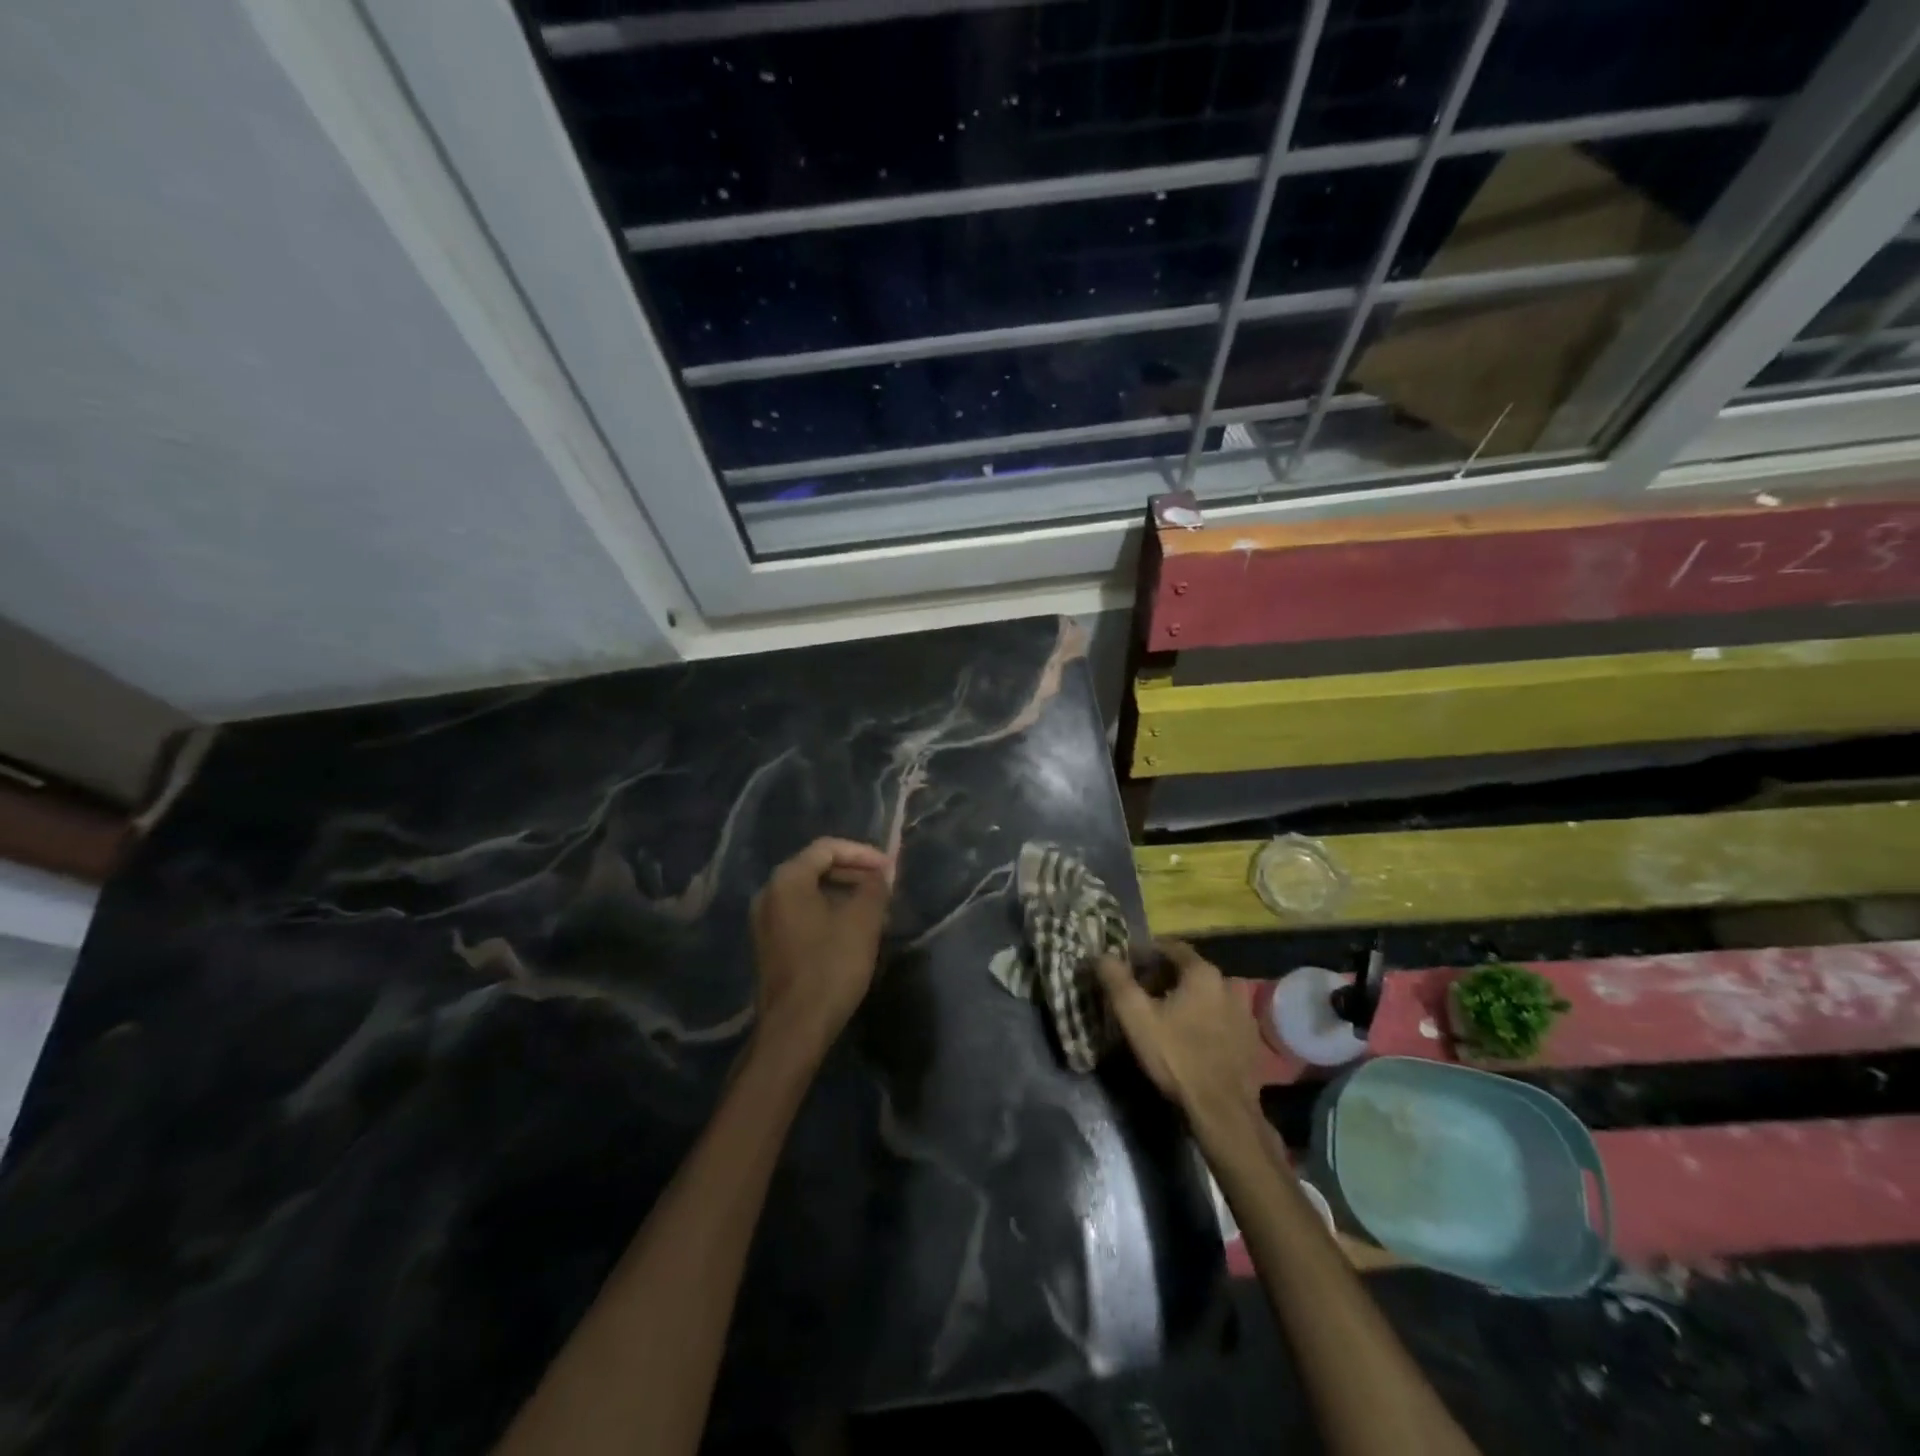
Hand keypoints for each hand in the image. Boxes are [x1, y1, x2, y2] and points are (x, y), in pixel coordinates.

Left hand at [750, 837, 892, 1061]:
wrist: (795, 1028)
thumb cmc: (831, 966)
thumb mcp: (862, 922)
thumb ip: (875, 887)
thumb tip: (882, 872)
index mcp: (787, 880)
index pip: (827, 848)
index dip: (863, 853)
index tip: (890, 869)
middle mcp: (769, 894)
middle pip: (816, 868)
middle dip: (854, 873)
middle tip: (885, 887)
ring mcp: (766, 921)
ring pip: (811, 893)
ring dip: (845, 895)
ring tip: (876, 910)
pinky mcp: (770, 945)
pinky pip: (803, 914)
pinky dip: (830, 913)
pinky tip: (854, 932)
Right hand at [1096, 940, 1260, 1127]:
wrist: (1223, 1109)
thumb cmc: (1176, 1056)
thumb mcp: (1136, 1017)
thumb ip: (1117, 981)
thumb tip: (1102, 955)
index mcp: (1202, 972)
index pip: (1171, 947)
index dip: (1147, 953)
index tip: (1128, 965)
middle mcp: (1229, 983)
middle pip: (1190, 970)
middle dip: (1164, 976)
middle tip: (1142, 992)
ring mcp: (1244, 1011)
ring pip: (1207, 993)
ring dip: (1186, 998)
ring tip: (1165, 1016)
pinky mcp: (1251, 1038)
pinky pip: (1222, 1016)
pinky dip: (1205, 1018)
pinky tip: (1191, 1038)